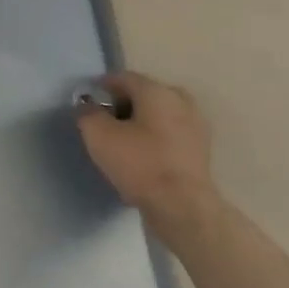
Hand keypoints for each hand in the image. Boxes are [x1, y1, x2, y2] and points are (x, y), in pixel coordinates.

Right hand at [75, 72, 217, 227]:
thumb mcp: (99, 136)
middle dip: (122, 106)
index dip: (101, 88)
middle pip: (143, 95)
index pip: (123, 78)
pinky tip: (142, 159)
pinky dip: (155, 141)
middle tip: (104, 124)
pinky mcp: (200, 152)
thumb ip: (88, 114)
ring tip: (122, 143)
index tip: (87, 104)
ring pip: (159, 116)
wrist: (183, 209)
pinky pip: (170, 136)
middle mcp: (180, 101)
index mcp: (157, 90)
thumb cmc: (140, 164)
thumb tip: (88, 106)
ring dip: (140, 124)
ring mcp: (195, 126)